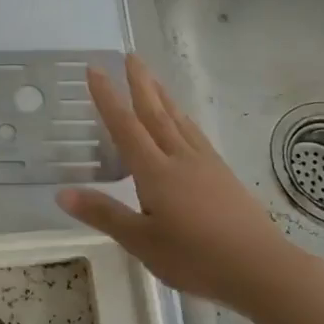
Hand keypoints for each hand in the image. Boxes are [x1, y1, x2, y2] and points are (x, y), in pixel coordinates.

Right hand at [57, 54, 299, 313]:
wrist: (261, 268)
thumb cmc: (196, 258)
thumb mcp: (142, 242)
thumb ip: (104, 214)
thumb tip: (62, 192)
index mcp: (155, 171)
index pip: (125, 126)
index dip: (107, 97)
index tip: (95, 69)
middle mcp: (179, 157)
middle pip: (155, 112)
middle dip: (140, 83)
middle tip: (130, 56)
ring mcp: (204, 163)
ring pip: (178, 119)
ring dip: (162, 95)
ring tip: (152, 78)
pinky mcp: (222, 173)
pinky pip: (195, 133)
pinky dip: (182, 118)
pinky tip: (184, 121)